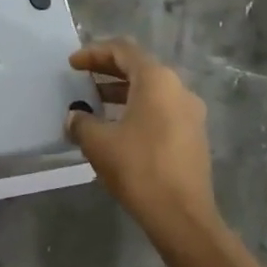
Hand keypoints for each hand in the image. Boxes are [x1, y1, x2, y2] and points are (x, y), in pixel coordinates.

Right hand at [66, 39, 218, 234]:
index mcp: (157, 80)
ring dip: (122, 91)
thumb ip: (81, 122)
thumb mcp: (98, 142)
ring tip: (95, 103)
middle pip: (139, 67)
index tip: (72, 64)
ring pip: (152, 90)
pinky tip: (118, 127)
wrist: (182, 216)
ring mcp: (191, 113)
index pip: (123, 50)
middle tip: (82, 78)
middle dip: (108, 70)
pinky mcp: (194, 135)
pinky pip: (162, 109)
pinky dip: (138, 108)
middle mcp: (178, 89)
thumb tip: (75, 116)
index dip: (94, 53)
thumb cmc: (138, 168)